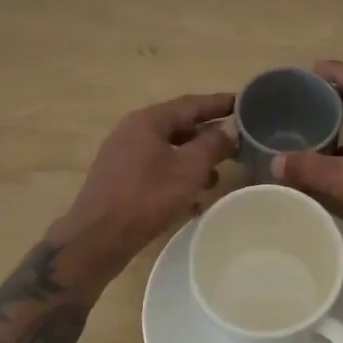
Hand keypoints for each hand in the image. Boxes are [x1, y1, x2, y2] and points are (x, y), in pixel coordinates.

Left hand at [48, 92, 235, 279]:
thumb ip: (213, 144)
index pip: (192, 103)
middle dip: (209, 134)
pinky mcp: (120, 179)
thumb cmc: (146, 197)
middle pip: (179, 125)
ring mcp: (123, 155)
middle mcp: (133, 130)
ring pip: (168, 149)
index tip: (245, 103)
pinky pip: (156, 168)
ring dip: (194, 158)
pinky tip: (193, 197)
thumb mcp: (188, 169)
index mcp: (148, 120)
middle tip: (237, 139)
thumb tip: (230, 129)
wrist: (96, 239)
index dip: (220, 103)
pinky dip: (177, 175)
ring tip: (218, 174)